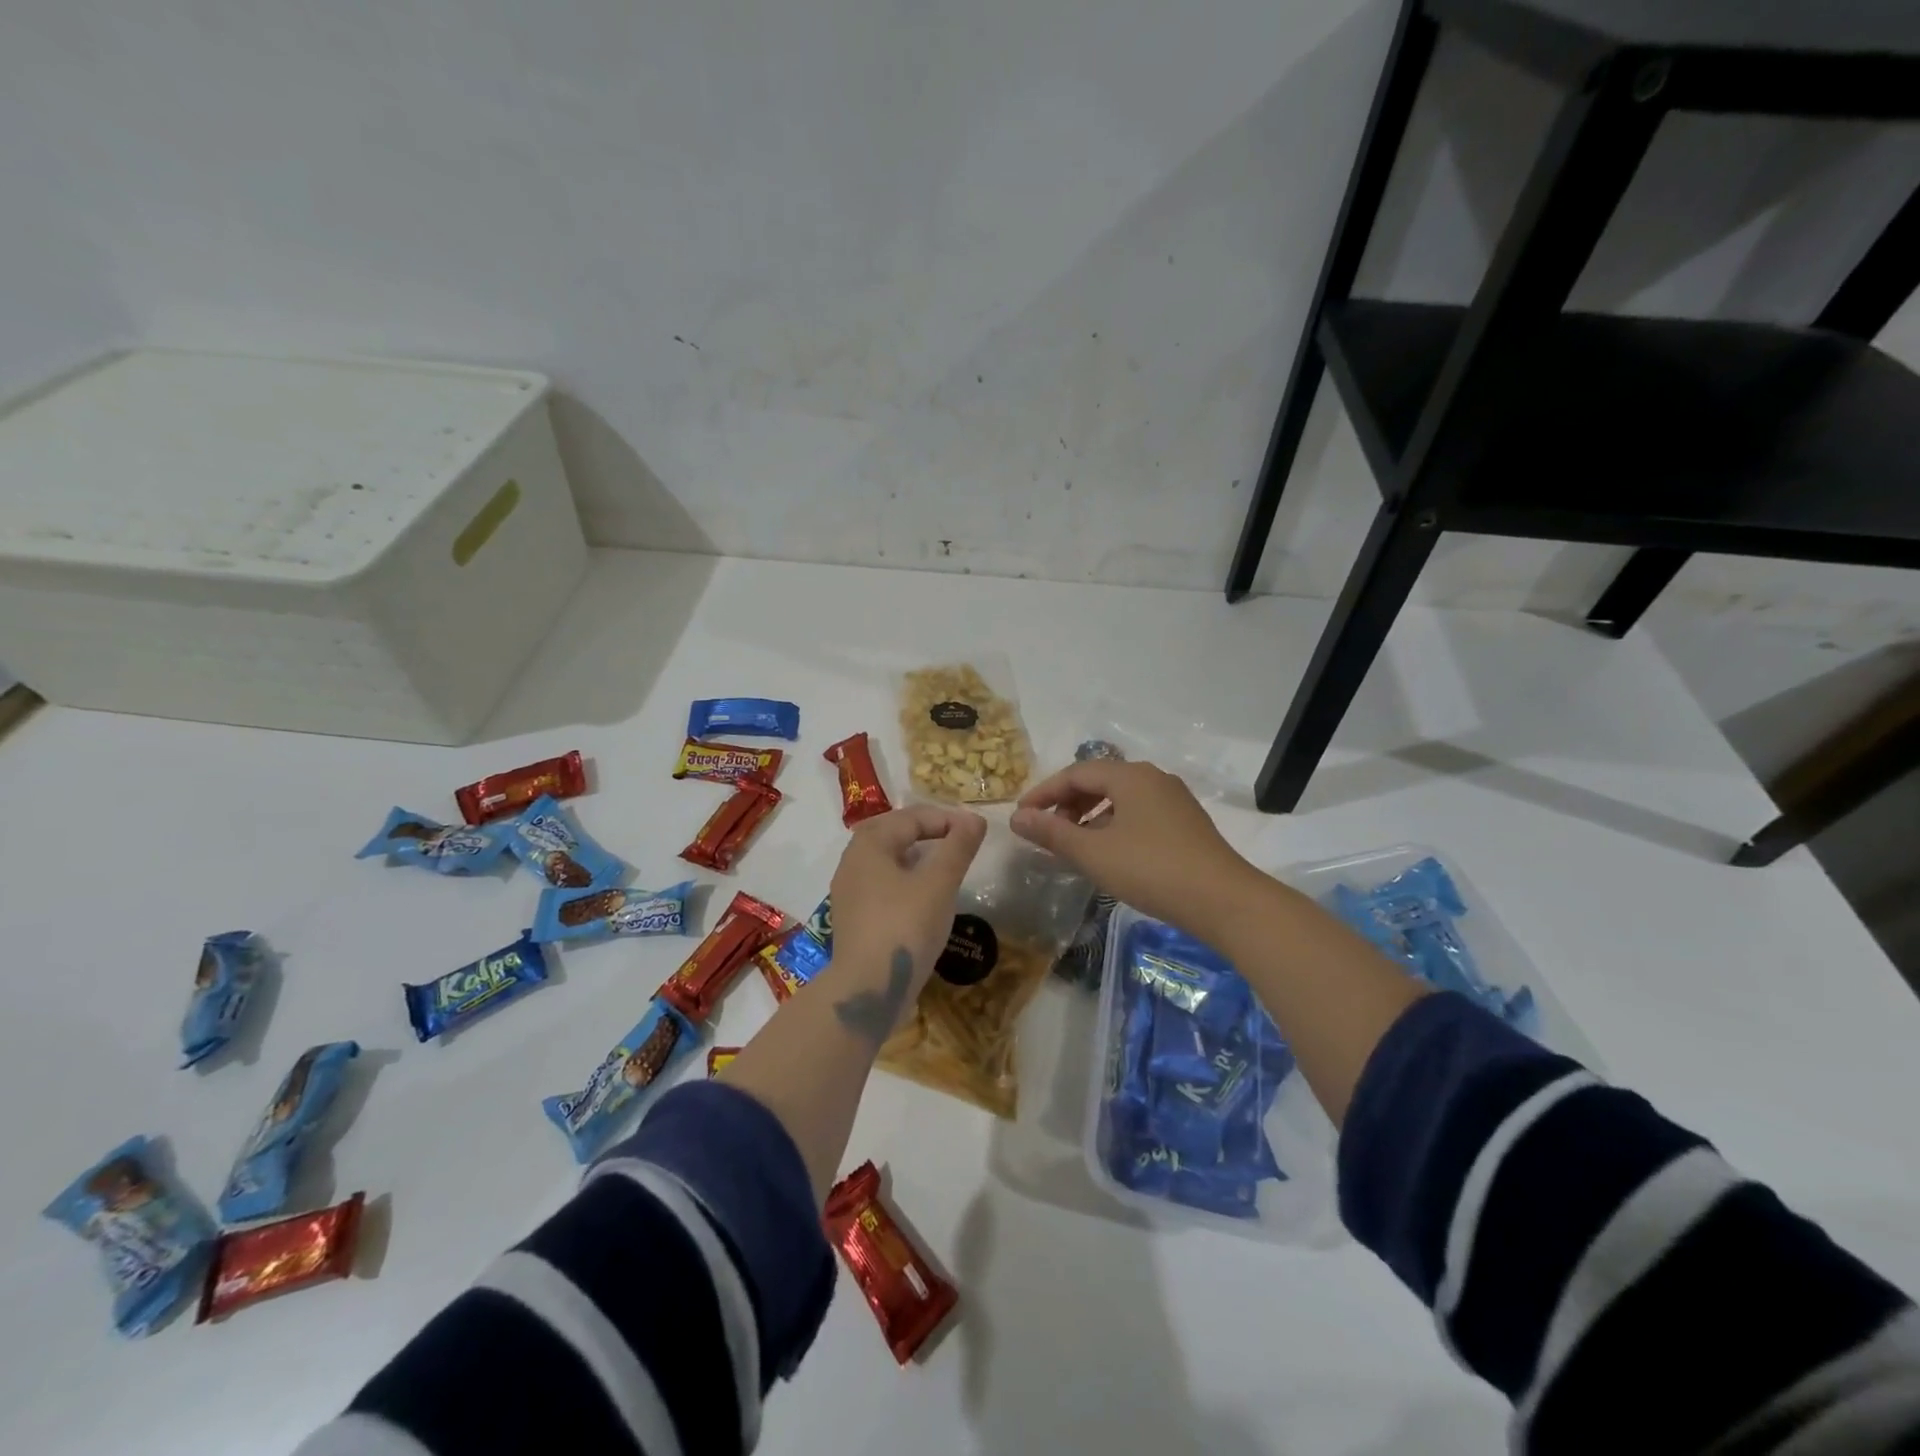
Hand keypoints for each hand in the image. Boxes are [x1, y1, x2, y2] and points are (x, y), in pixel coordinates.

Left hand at [829, 804, 987, 1010]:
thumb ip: (958, 847)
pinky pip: (882, 883)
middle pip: (893, 832)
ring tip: (945, 865)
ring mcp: (849, 891)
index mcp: (869, 844)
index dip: (946, 819)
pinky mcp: (854, 917)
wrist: (867, 990)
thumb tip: (975, 819)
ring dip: (916, 855)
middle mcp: (852, 861)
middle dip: (927, 831)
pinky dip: (906, 879)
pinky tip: (924, 896)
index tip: (976, 832)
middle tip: (958, 840)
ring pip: (886, 859)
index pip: (911, 817)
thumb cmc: (905, 927)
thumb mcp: (939, 884)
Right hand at [1010, 759, 1259, 936]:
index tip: (1022, 816)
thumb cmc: (1151, 870)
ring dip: (1090, 815)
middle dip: (1067, 803)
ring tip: (1074, 843)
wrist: (1223, 900)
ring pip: (1120, 798)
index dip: (1044, 792)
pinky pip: (1138, 812)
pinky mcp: (1186, 822)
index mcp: (1130, 776)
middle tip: (1047, 830)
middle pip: (1099, 781)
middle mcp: (1153, 778)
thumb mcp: (1093, 853)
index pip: (1076, 773)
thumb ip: (1052, 833)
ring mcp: (1174, 800)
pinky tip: (1109, 852)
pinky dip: (1113, 825)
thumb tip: (1017, 818)